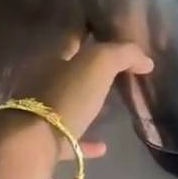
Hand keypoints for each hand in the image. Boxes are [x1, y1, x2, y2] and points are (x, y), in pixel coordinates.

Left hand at [16, 35, 153, 157]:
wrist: (33, 143)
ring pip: (68, 104)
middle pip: (70, 72)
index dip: (90, 32)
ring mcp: (42, 114)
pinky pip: (70, 139)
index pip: (73, 38)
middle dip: (90, 71)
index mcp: (54, 59)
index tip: (108, 32)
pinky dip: (86, 141)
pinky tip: (103, 146)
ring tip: (111, 107)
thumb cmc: (65, 97)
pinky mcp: (45, 143)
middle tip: (118, 74)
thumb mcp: (97, 65)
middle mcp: (44, 83)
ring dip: (87, 104)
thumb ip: (122, 54)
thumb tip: (145, 60)